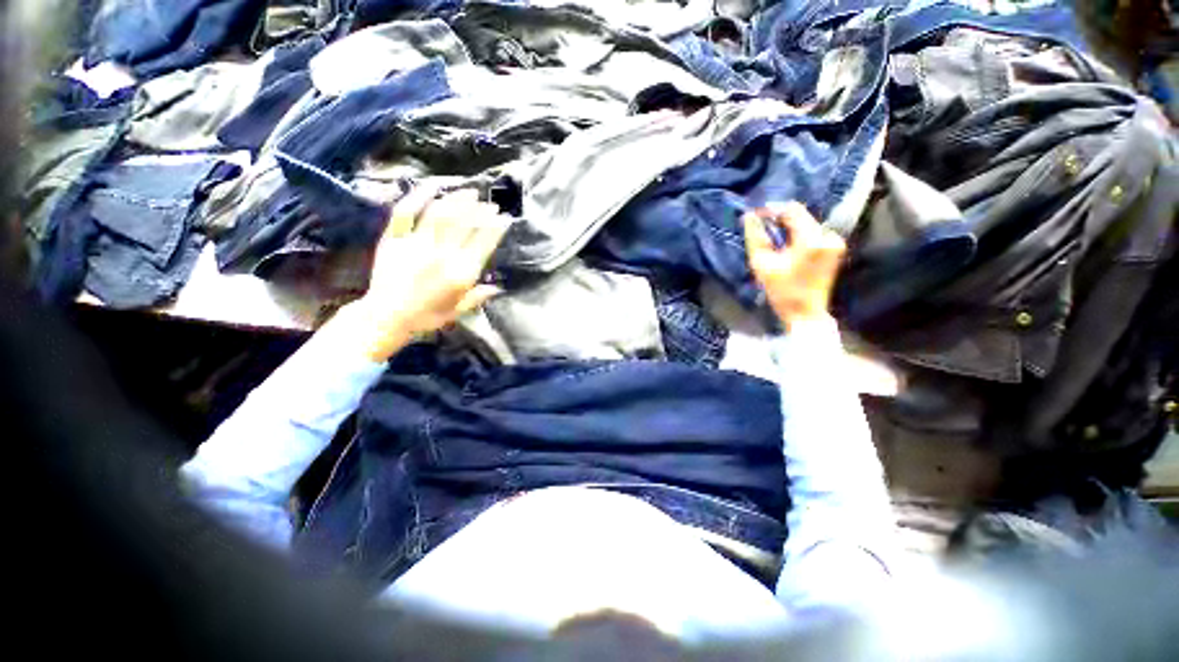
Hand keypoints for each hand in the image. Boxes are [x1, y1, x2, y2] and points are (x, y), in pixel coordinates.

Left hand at [342, 186, 510, 360]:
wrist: (386, 317)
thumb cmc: (426, 316)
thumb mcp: (458, 311)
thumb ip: (477, 297)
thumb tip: (497, 288)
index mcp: (460, 273)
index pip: (483, 243)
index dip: (495, 227)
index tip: (504, 218)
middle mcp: (441, 255)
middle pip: (464, 223)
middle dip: (480, 210)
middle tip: (488, 202)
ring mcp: (416, 244)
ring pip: (440, 213)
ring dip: (457, 199)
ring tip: (469, 191)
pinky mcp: (394, 238)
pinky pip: (406, 212)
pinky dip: (418, 196)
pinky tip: (432, 185)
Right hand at [743, 202, 845, 330]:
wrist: (805, 312)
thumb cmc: (781, 291)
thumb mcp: (762, 264)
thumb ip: (755, 238)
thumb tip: (749, 216)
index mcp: (812, 239)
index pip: (792, 210)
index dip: (771, 210)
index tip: (755, 216)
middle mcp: (828, 235)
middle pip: (801, 215)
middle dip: (779, 219)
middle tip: (761, 229)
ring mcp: (834, 241)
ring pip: (807, 223)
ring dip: (788, 227)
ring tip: (772, 239)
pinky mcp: (835, 248)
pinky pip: (813, 232)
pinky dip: (798, 235)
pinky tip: (786, 246)